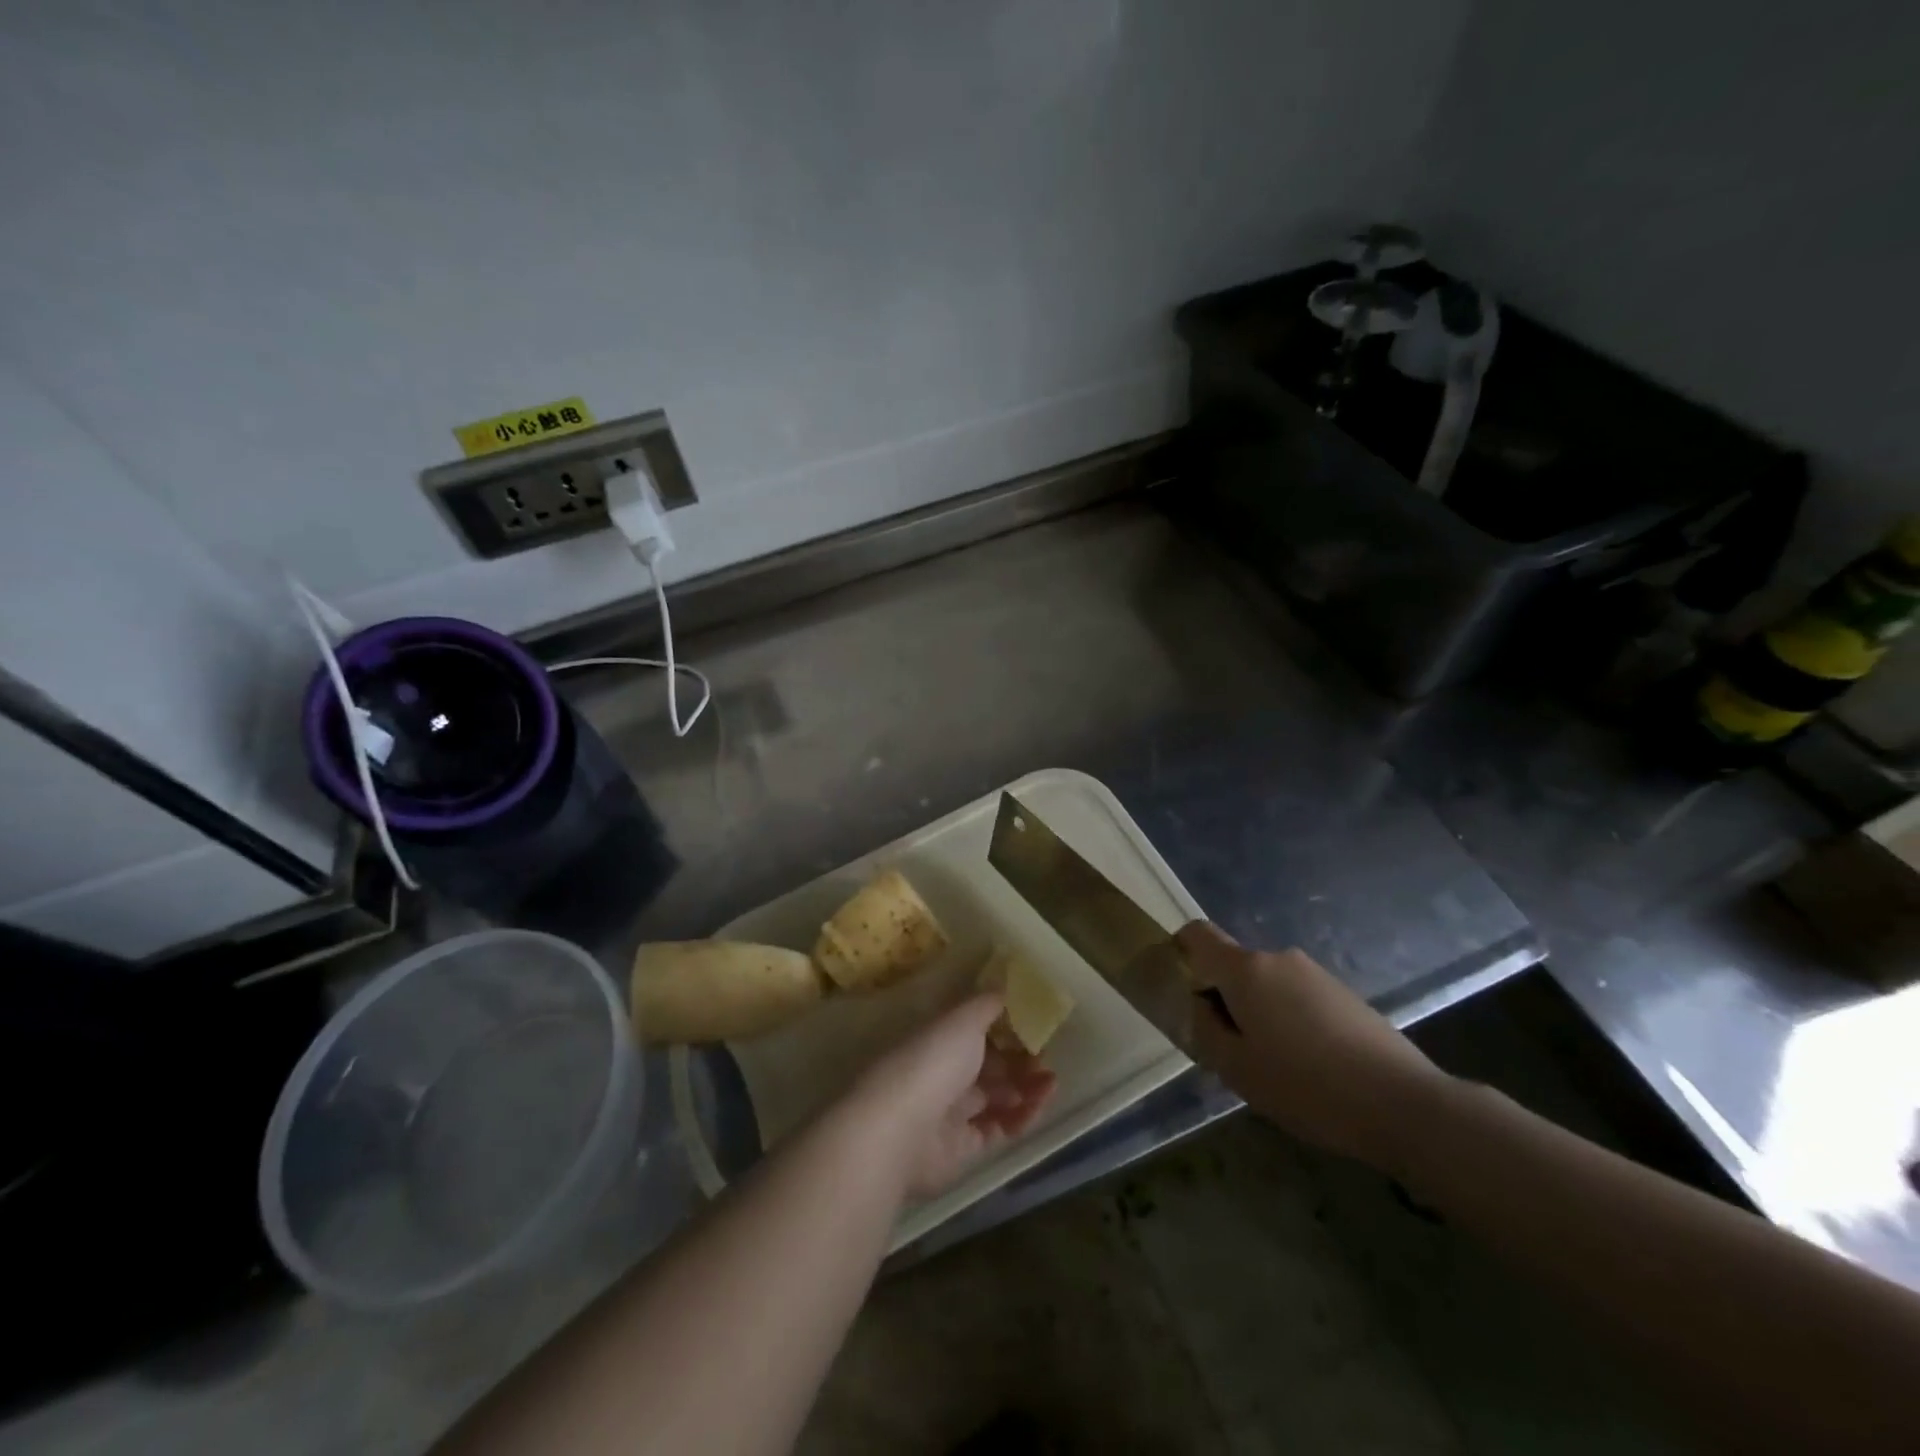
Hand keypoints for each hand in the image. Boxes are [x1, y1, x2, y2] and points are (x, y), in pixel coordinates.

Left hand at [842, 993, 1056, 1200]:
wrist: (902, 1129)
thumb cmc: (933, 1061)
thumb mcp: (963, 1019)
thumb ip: (987, 1004)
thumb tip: (1004, 983)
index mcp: (938, 1040)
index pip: (973, 1032)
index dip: (1003, 1030)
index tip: (1032, 1026)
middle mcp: (942, 1074)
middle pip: (986, 1067)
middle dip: (1018, 1062)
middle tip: (1046, 1059)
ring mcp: (950, 1113)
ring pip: (995, 1099)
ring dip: (1025, 1089)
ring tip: (1052, 1083)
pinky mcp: (962, 1149)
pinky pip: (997, 1129)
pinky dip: (1020, 1118)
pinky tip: (1039, 1106)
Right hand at [1179, 921, 1450, 1175]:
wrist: (1404, 1104)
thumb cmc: (1307, 1086)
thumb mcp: (1237, 1069)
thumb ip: (1205, 1030)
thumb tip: (1199, 1006)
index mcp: (1246, 969)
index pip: (1198, 934)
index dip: (1180, 952)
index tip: (1181, 990)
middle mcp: (1279, 958)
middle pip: (1234, 966)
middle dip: (1224, 999)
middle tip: (1231, 1050)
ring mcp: (1316, 974)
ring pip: (1267, 985)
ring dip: (1259, 1013)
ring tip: (1275, 1067)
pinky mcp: (1344, 994)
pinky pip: (1298, 998)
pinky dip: (1290, 1021)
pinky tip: (1310, 1068)